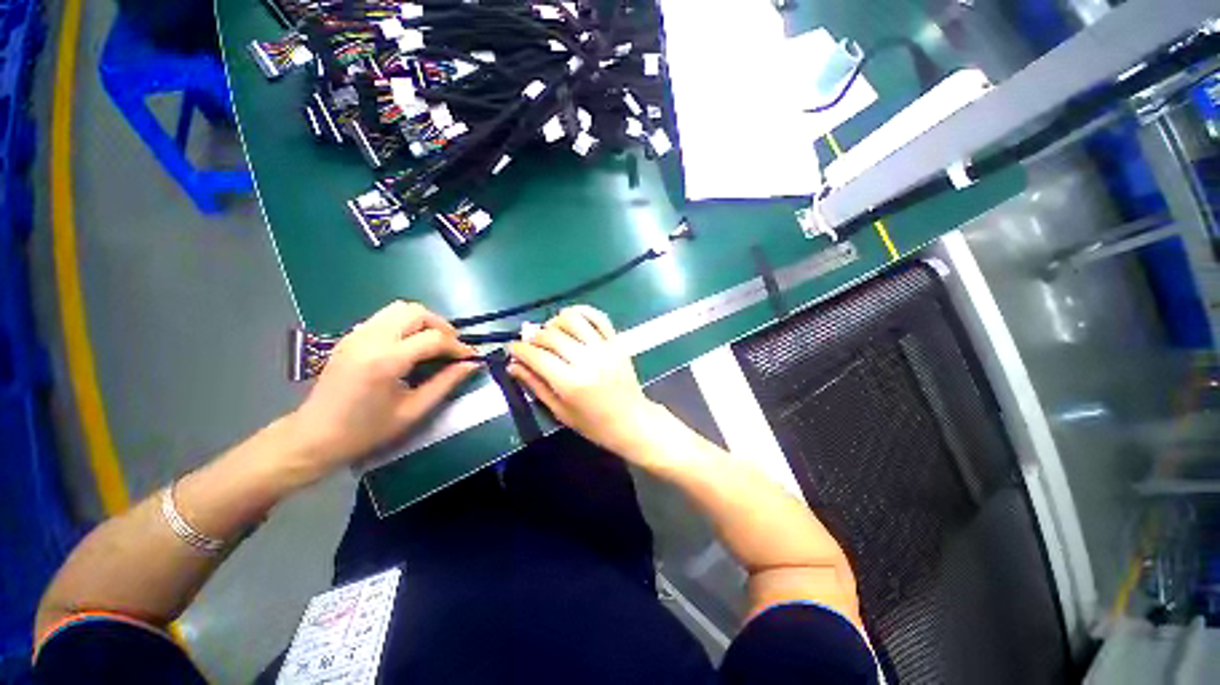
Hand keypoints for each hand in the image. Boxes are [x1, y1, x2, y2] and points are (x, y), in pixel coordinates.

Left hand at [287, 302, 476, 478]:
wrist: (314, 436)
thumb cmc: (366, 431)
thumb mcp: (413, 411)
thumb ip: (445, 383)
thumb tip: (471, 365)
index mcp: (385, 361)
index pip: (433, 338)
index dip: (458, 346)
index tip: (470, 357)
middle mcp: (370, 339)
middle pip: (416, 312)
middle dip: (442, 326)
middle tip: (451, 348)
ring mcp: (357, 334)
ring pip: (400, 308)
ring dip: (424, 321)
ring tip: (434, 344)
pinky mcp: (350, 336)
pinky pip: (386, 317)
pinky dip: (406, 324)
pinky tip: (410, 346)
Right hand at [508, 306, 656, 458]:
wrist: (632, 420)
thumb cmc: (594, 424)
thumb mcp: (560, 411)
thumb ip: (535, 386)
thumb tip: (513, 365)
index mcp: (571, 383)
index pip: (537, 356)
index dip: (519, 349)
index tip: (512, 348)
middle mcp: (587, 360)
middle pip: (551, 335)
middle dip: (533, 336)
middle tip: (530, 344)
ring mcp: (604, 348)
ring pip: (572, 319)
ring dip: (555, 322)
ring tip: (551, 332)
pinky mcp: (616, 342)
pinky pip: (598, 317)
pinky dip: (582, 312)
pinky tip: (571, 318)